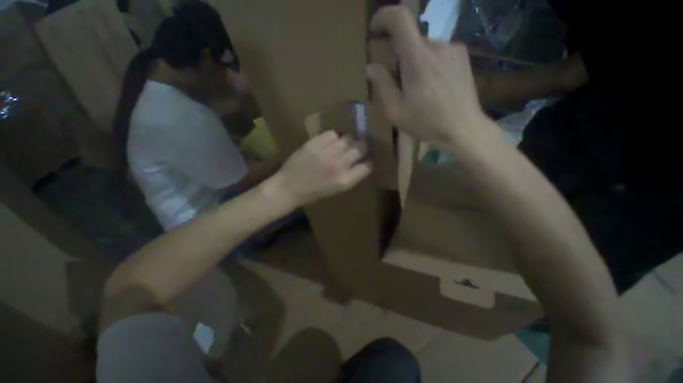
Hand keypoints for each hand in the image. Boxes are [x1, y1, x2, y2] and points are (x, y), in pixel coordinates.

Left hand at [268, 131, 370, 206]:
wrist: (289, 187)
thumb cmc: (313, 193)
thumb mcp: (336, 190)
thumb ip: (351, 176)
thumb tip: (362, 163)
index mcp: (345, 181)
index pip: (367, 166)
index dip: (368, 161)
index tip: (366, 159)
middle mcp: (339, 165)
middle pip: (360, 148)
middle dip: (362, 147)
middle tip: (358, 147)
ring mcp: (327, 153)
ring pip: (348, 138)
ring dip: (348, 141)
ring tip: (343, 144)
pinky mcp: (315, 144)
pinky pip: (332, 134)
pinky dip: (334, 137)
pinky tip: (330, 142)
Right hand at [366, 6, 484, 144]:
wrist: (463, 128)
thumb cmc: (426, 122)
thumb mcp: (396, 111)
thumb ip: (382, 86)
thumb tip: (371, 67)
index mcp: (417, 59)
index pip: (400, 18)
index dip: (384, 17)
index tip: (375, 29)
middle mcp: (436, 45)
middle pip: (409, 40)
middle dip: (398, 57)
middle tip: (399, 84)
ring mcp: (452, 49)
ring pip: (423, 48)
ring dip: (414, 63)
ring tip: (418, 90)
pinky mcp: (462, 56)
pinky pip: (438, 52)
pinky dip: (428, 64)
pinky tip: (433, 86)